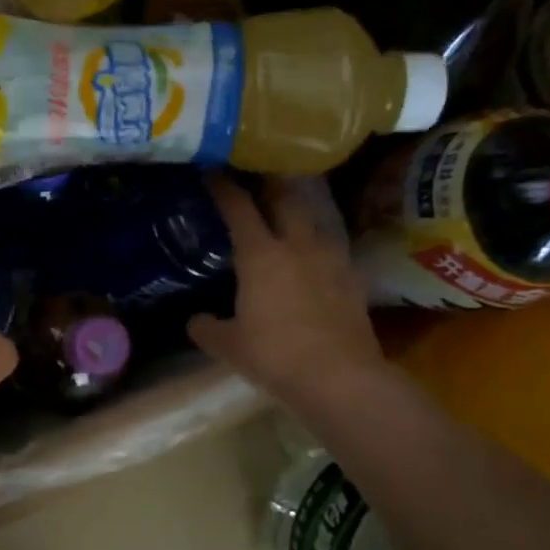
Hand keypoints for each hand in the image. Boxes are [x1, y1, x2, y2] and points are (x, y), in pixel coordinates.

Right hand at [188, 173, 386, 406]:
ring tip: (286, 213)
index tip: (213, 171)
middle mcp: (298, 246)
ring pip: (314, 219)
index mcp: (261, 255)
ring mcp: (331, 259)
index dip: (224, 187)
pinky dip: (317, 244)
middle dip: (269, 183)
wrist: (340, 377)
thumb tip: (196, 320)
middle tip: (256, 176)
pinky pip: (332, 248)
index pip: (239, 208)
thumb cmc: (274, 355)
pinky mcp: (353, 278)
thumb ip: (206, 327)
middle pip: (285, 198)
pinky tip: (312, 257)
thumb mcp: (227, 345)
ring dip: (298, 210)